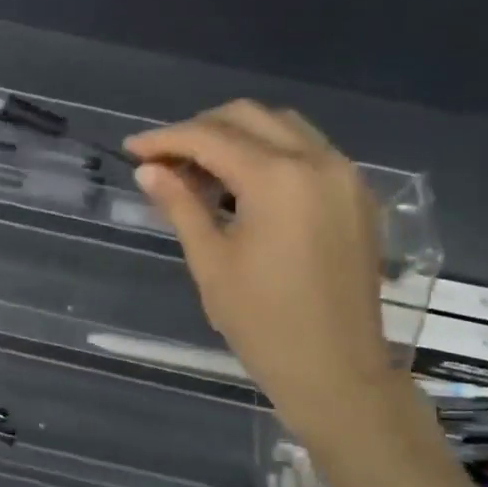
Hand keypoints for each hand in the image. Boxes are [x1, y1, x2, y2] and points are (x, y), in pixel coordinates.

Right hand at [124, 102, 400, 441]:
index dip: (165, 139)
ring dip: (236, 137)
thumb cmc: (262, 321)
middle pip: (249, 117)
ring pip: (283, 128)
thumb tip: (148, 170)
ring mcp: (345, 176)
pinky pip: (308, 152)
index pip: (210, 137)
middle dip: (200, 129)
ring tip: (198, 172)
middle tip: (163, 160)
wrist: (336, 369)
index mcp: (278, 178)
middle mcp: (318, 161)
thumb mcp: (210, 261)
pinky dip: (269, 154)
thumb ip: (180, 205)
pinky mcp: (357, 196)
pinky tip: (242, 187)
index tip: (131, 150)